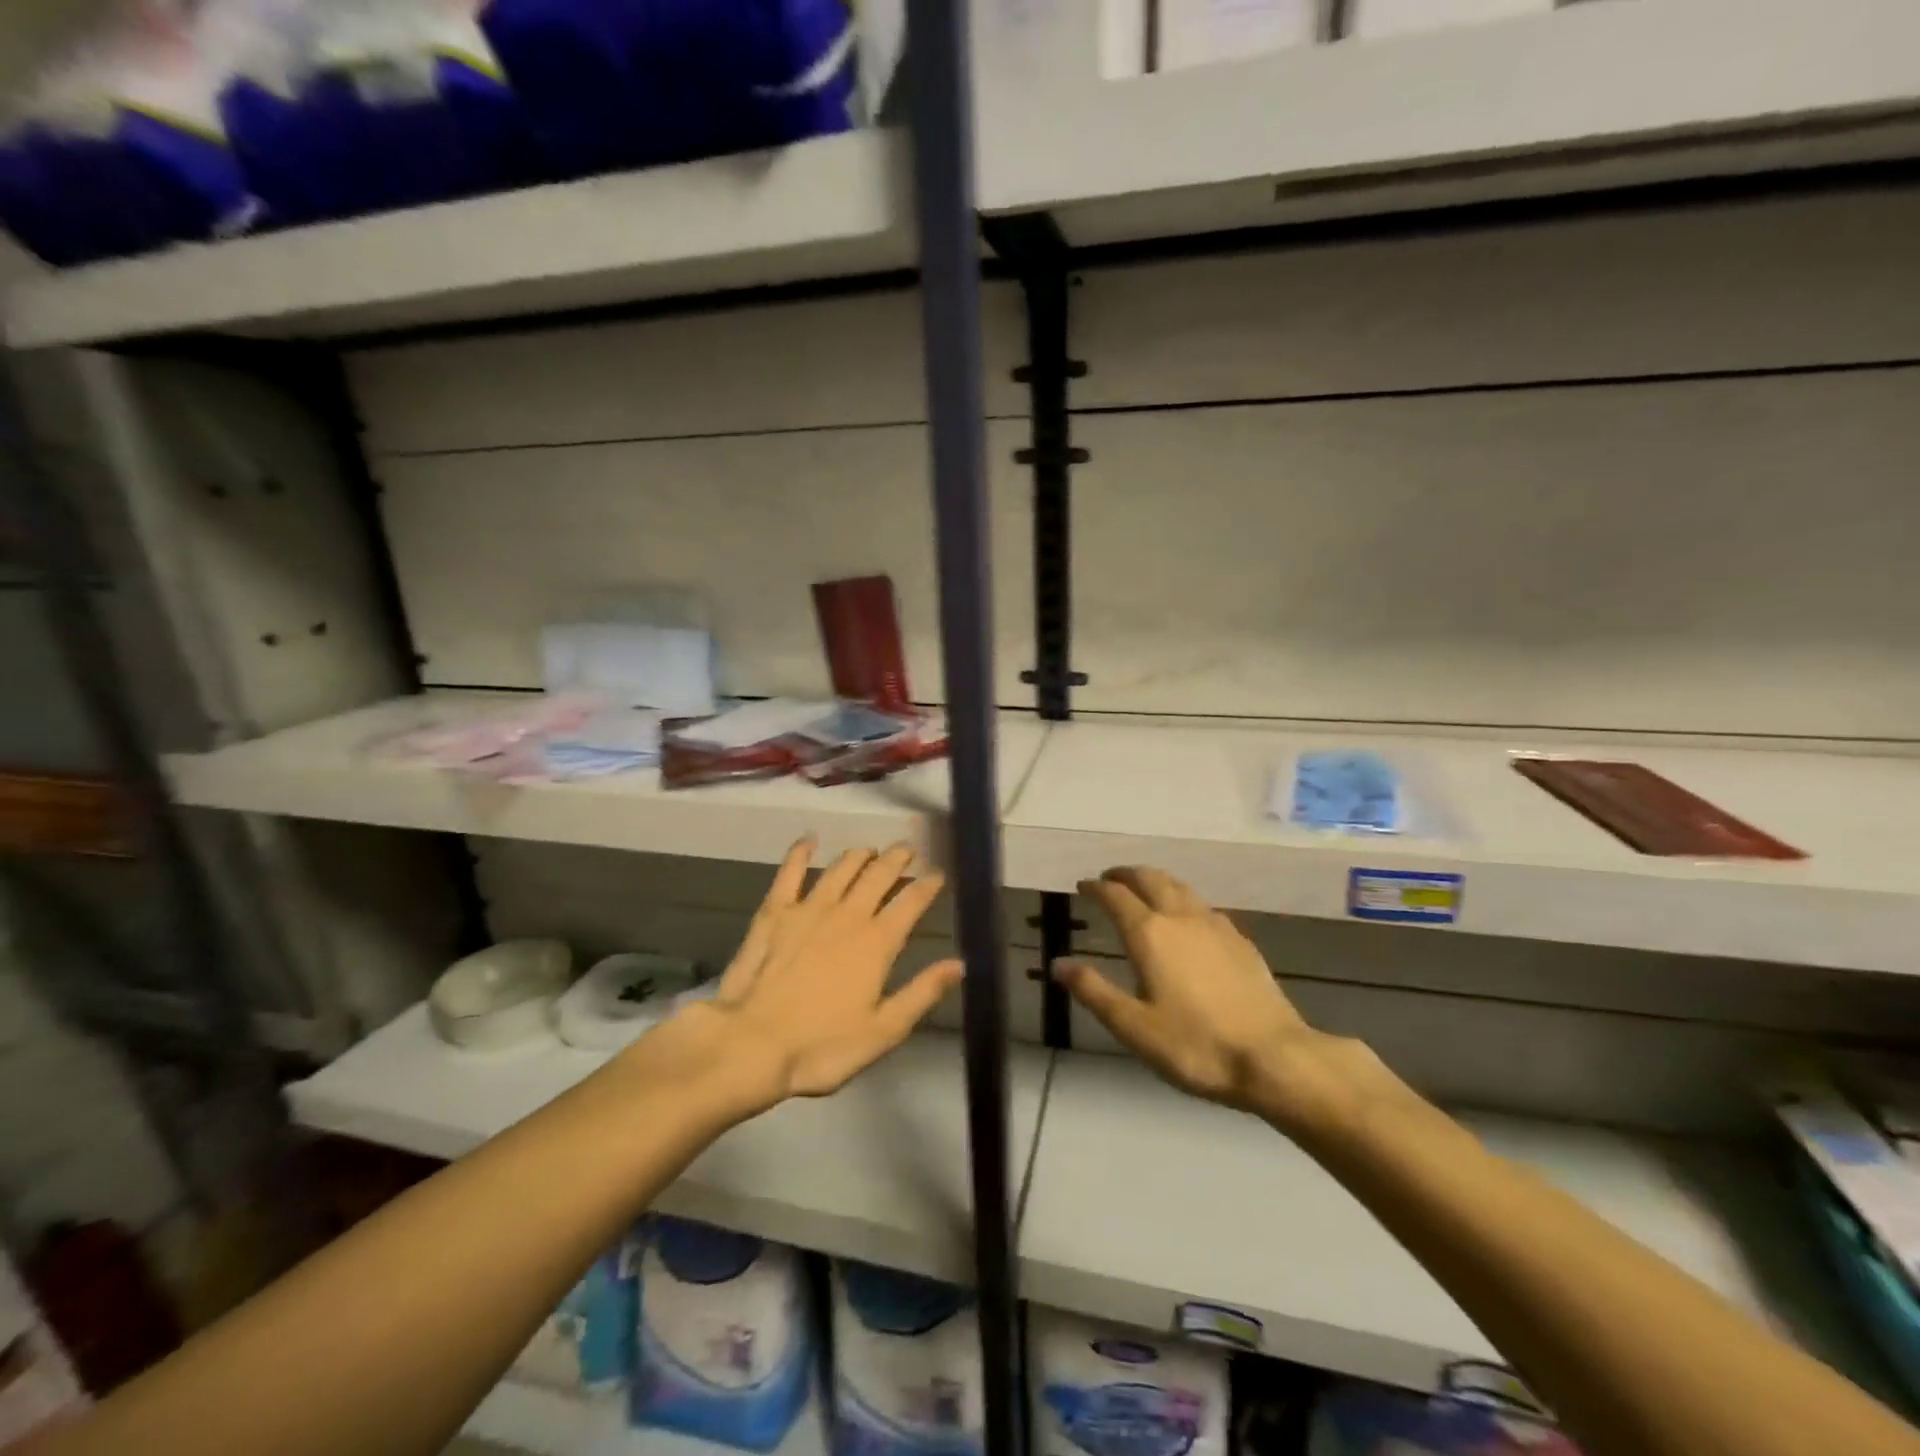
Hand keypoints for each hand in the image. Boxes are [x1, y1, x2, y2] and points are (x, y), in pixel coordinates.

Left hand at [621, 840, 962, 1119]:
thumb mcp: (883, 1031)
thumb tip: (959, 964)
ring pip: (841, 868)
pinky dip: (800, 852)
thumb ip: (922, 993)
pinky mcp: (774, 912)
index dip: (928, 884)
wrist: (752, 1044)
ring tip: (870, 849)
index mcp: (877, 942)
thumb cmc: (822, 1046)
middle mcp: (848, 914)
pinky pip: (790, 872)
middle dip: (897, 858)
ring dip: (859, 855)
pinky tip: (808, 840)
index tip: (938, 873)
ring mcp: (808, 908)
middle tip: (908, 849)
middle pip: (878, 875)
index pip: (911, 902)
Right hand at [1056, 867, 1399, 1140]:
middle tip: (1110, 878)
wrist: (1274, 1058)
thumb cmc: (1195, 1046)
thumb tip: (1058, 964)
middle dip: (1126, 874)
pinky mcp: (1240, 940)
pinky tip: (1188, 918)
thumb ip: (1094, 991)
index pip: (1116, 896)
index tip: (1083, 886)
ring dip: (1156, 880)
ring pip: (1180, 887)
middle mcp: (1180, 917)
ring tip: (1145, 887)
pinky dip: (1184, 900)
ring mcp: (1215, 925)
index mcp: (1149, 934)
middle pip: (1150, 879)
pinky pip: (1204, 906)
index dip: (1096, 888)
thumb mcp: (1133, 1027)